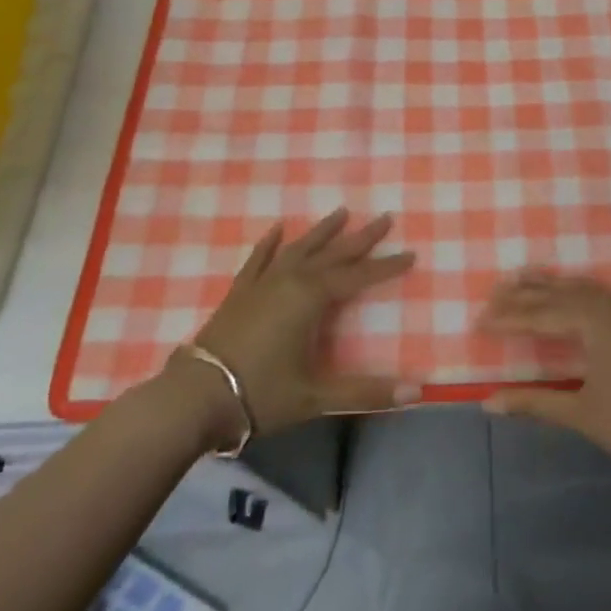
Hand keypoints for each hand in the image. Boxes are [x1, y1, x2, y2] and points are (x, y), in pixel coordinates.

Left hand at [167, 209, 418, 444]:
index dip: (386, 266)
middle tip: (385, 217)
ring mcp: (262, 283)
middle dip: (361, 237)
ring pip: (299, 248)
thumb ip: (366, 393)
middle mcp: (290, 280)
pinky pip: (259, 259)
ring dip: (322, 231)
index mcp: (311, 298)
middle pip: (333, 253)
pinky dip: (270, 243)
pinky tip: (277, 228)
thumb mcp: (316, 396)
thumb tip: (416, 394)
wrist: (195, 397)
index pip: (358, 276)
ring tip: (341, 212)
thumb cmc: (260, 393)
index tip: (411, 253)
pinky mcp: (240, 292)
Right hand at [477, 272, 610, 480]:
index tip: (477, 321)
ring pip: (580, 288)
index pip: (540, 314)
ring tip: (524, 279)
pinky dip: (574, 290)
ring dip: (550, 285)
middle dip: (524, 292)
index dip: (507, 319)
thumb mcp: (582, 414)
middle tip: (493, 292)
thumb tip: (488, 402)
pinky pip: (597, 294)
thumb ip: (535, 403)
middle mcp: (609, 306)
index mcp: (593, 321)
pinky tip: (569, 297)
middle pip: (559, 292)